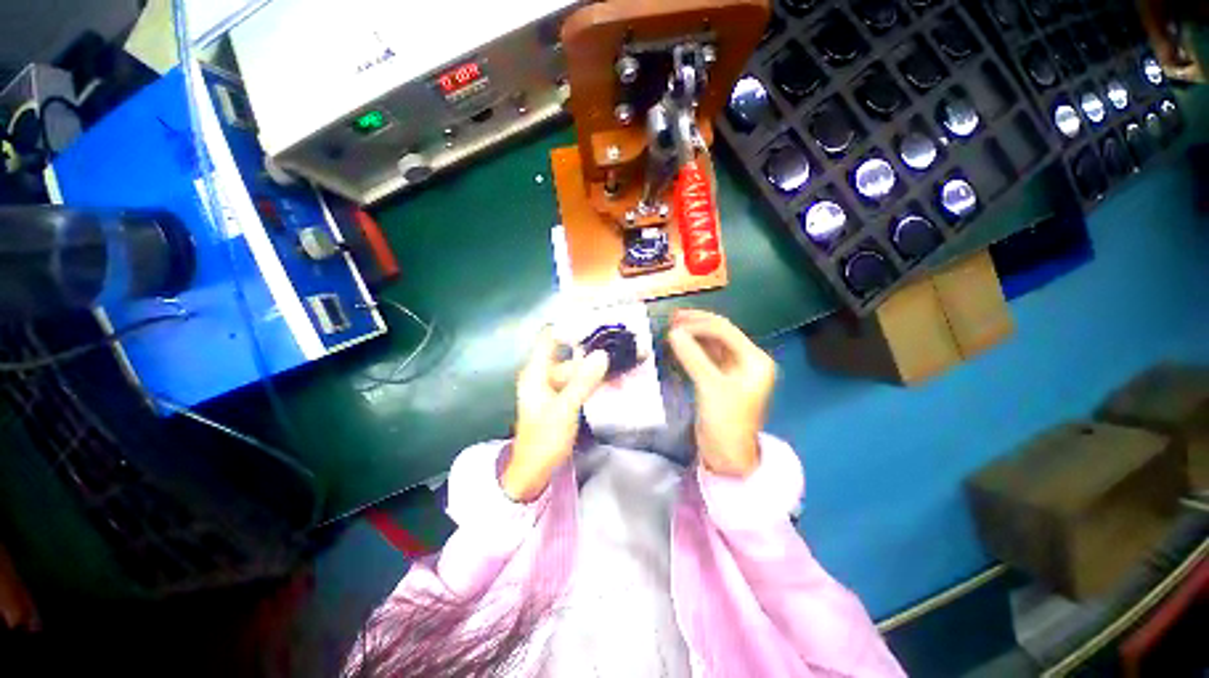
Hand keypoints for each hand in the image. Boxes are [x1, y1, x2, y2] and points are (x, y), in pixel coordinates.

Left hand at [502, 328, 608, 501]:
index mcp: (536, 372)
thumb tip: (602, 354)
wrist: (534, 471)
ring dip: (598, 369)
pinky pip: (580, 384)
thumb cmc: (544, 438)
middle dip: (594, 352)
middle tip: (621, 346)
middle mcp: (544, 374)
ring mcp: (554, 387)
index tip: (594, 319)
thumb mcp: (565, 408)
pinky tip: (615, 383)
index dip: (569, 326)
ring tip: (625, 364)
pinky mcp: (562, 399)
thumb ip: (583, 381)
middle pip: (570, 356)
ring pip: (578, 371)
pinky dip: (595, 383)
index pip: (550, 338)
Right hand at [667, 309, 775, 477]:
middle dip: (697, 325)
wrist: (727, 455)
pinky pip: (706, 357)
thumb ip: (692, 357)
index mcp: (754, 360)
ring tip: (671, 327)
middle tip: (672, 318)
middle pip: (720, 334)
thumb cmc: (726, 421)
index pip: (726, 331)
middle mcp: (746, 360)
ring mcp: (733, 369)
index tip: (675, 322)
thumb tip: (673, 332)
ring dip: (693, 335)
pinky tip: (678, 344)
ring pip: (712, 344)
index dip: (700, 323)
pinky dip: (692, 349)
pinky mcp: (720, 379)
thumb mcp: (710, 387)